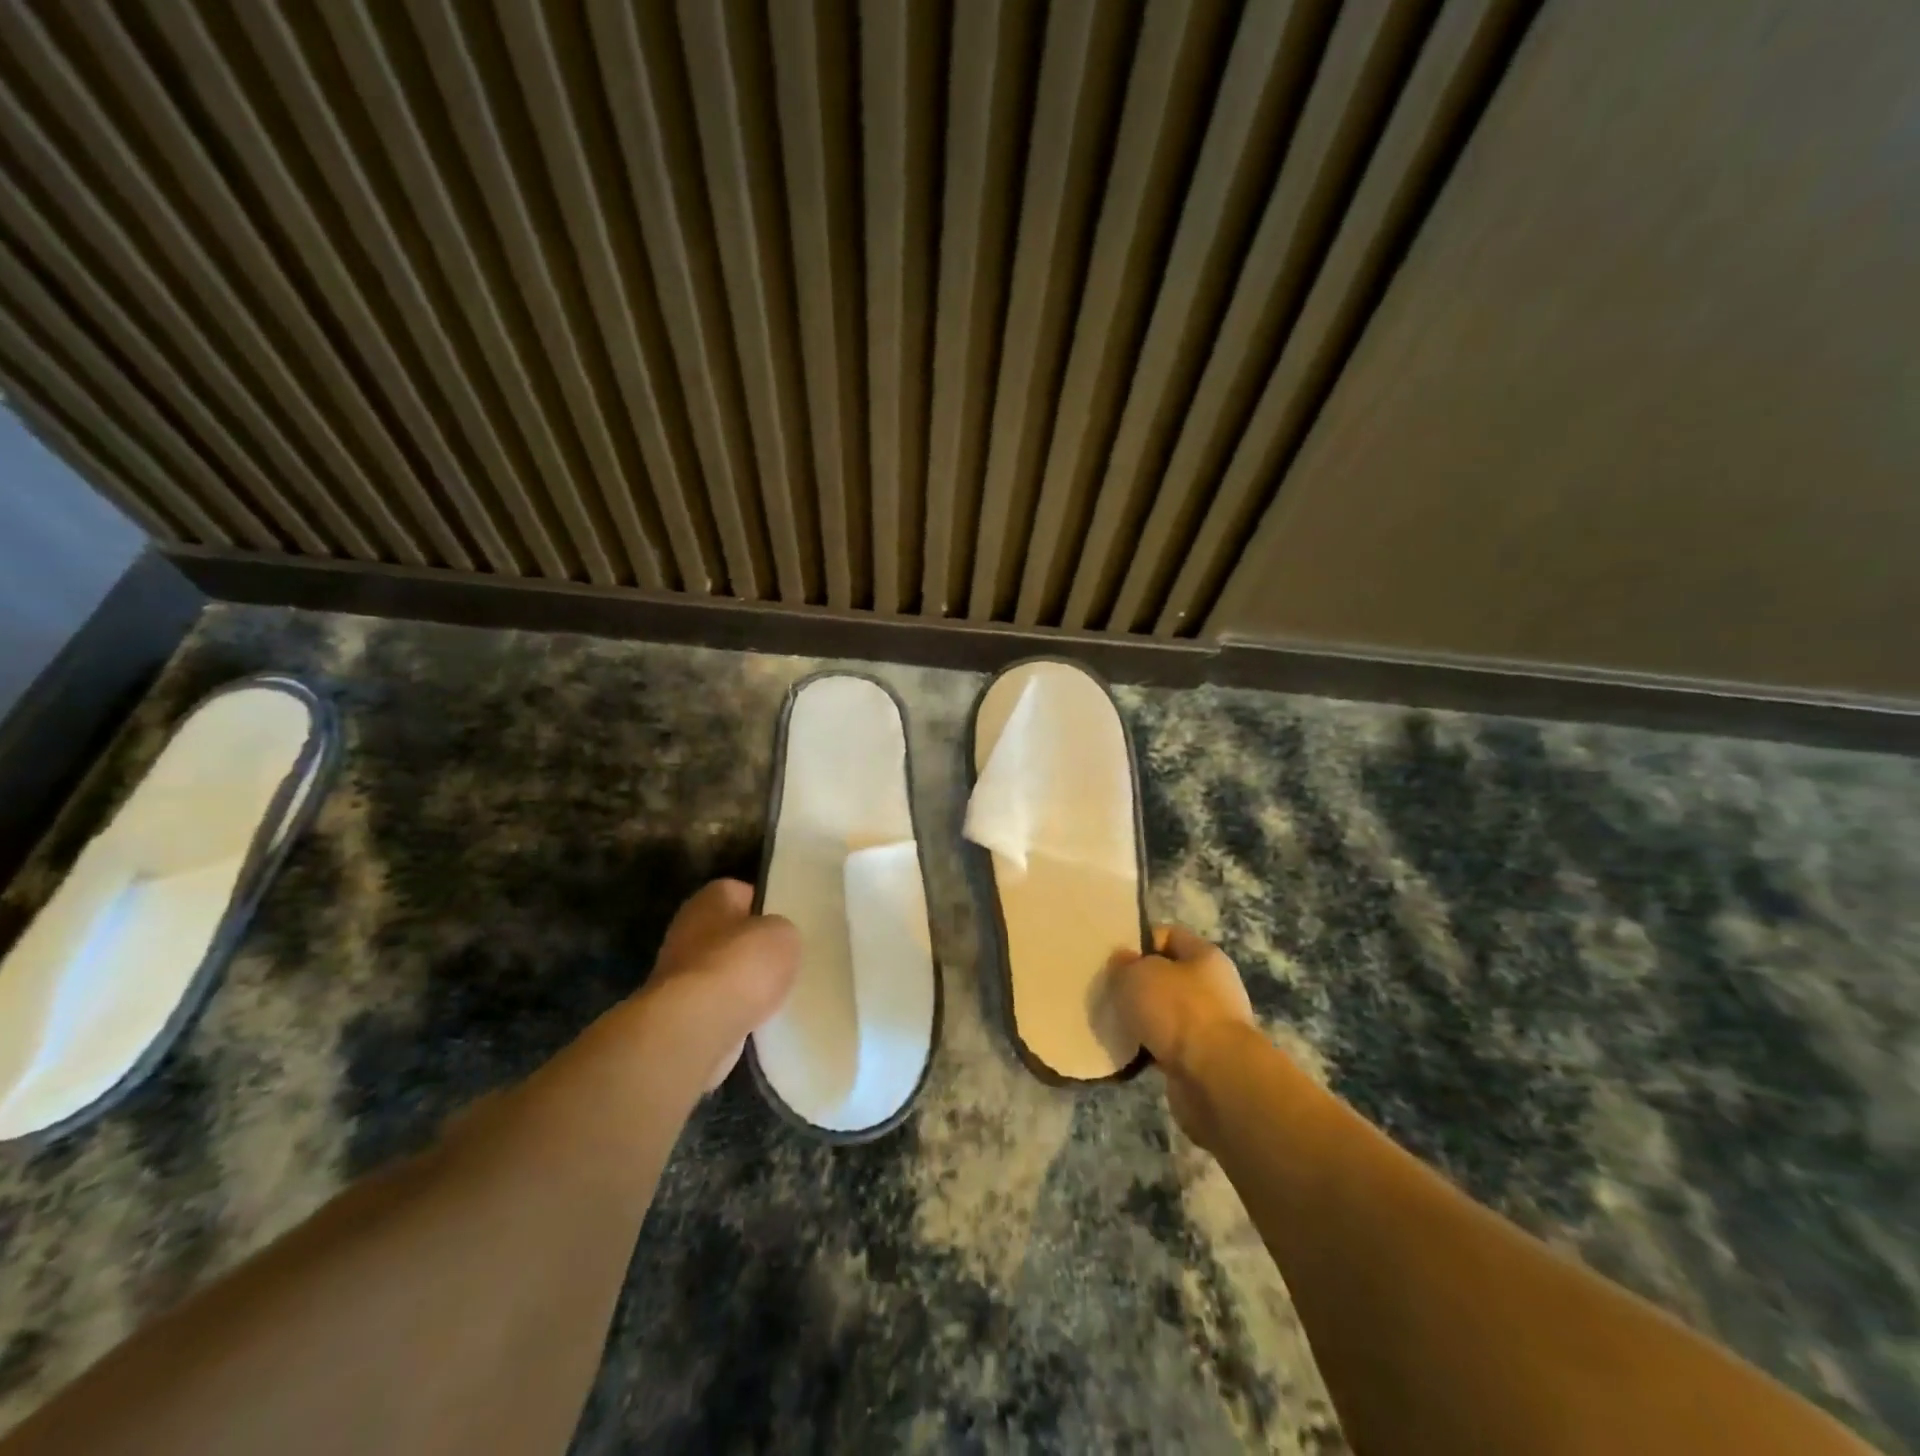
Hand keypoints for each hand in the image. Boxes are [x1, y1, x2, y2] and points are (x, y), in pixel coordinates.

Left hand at [636, 879, 799, 1089]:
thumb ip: (781, 931)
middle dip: (752, 948)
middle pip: (729, 933)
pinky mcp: (677, 1009)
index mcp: (712, 897)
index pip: (743, 893)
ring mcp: (678, 970)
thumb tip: (773, 940)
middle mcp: (687, 927)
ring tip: (773, 994)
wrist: (696, 1026)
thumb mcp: (784, 935)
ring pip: (722, 970)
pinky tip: (753, 1018)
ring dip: (742, 982)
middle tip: (783, 961)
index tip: (786, 926)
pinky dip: (732, 1010)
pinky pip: (715, 1003)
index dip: (767, 908)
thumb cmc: (742, 964)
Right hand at [1112, 926, 1256, 1147]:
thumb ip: (1124, 964)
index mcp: (1205, 956)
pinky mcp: (1204, 1060)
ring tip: (1114, 1024)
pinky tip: (1129, 1052)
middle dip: (1138, 984)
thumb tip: (1124, 963)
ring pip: (1166, 1013)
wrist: (1215, 1079)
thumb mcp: (1137, 975)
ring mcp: (1211, 1026)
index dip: (1140, 942)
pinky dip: (1150, 1049)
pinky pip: (1168, 1046)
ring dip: (1143, 1019)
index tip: (1113, 958)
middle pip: (1168, 976)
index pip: (1169, 935)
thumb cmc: (1178, 1012)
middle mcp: (1214, 987)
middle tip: (1109, 992)